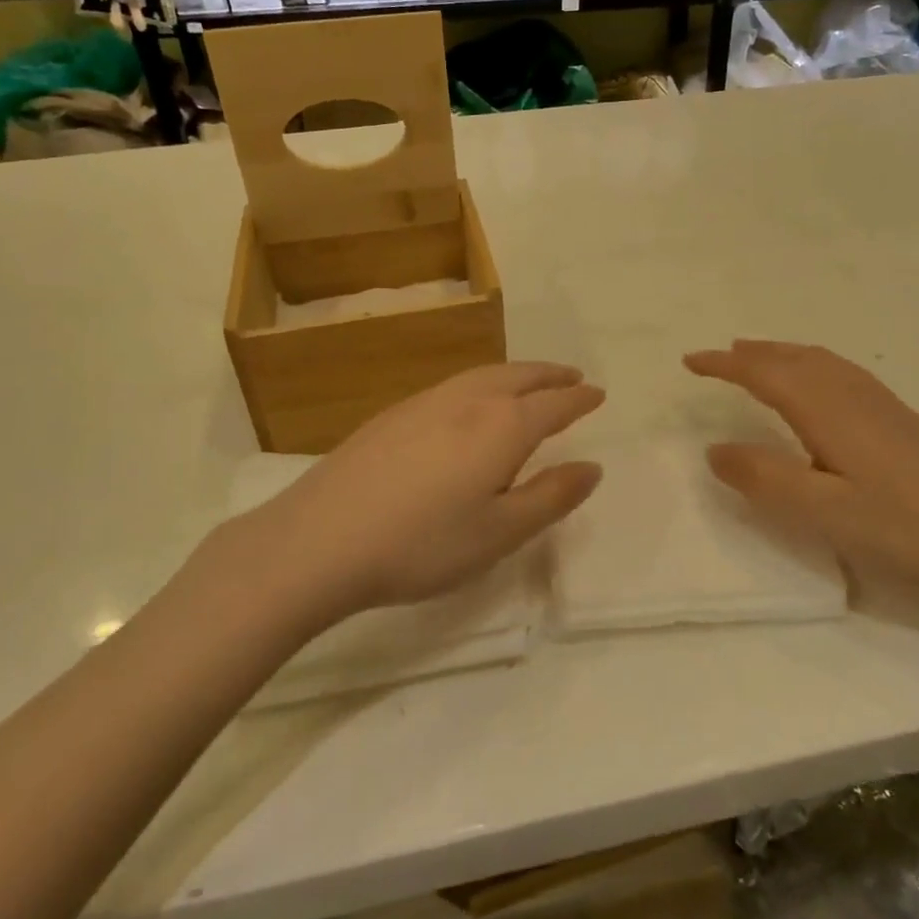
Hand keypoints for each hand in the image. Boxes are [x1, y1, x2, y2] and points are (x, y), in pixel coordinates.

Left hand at [238, 363, 604, 619]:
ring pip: (483, 375)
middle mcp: (467, 401)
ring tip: (529, 383)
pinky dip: (480, 383)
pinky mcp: (392, 414)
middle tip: (571, 376)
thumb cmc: (422, 544)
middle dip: (549, 375)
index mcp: (501, 426)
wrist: (321, 539)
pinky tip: (469, 404)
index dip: (579, 398)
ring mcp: (424, 402)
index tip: (598, 393)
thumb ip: (551, 497)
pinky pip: (453, 385)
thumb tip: (592, 466)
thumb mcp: (500, 533)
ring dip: (515, 374)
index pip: (553, 404)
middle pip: (518, 377)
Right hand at [684, 340, 918, 596]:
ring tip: (754, 357)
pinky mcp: (896, 415)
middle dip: (748, 354)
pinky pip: (837, 369)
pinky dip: (808, 362)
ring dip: (778, 353)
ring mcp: (877, 400)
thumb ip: (763, 478)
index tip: (689, 362)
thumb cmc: (901, 523)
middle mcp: (848, 392)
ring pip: (816, 360)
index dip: (723, 365)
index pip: (762, 373)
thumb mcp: (821, 510)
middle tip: (715, 357)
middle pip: (789, 358)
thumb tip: (713, 450)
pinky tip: (815, 383)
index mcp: (824, 408)